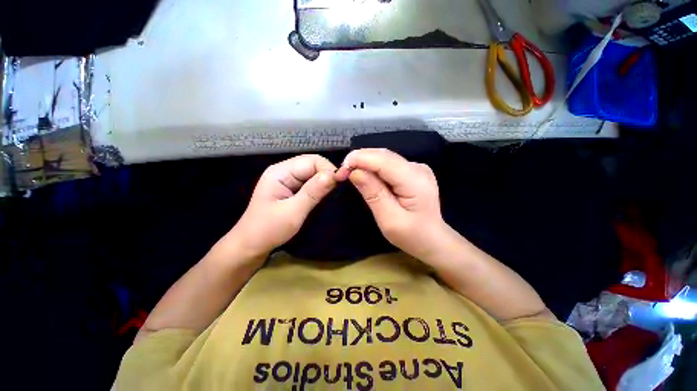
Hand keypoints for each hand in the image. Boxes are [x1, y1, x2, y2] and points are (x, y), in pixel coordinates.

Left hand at [228, 155, 336, 260]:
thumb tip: (334, 174)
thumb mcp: (293, 212)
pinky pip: (310, 183)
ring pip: (313, 174)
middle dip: (327, 175)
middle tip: (338, 191)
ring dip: (324, 182)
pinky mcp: (291, 190)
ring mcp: (287, 181)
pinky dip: (319, 188)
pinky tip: (325, 196)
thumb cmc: (268, 230)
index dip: (328, 169)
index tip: (341, 184)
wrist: (251, 246)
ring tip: (333, 194)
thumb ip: (313, 192)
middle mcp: (284, 171)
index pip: (311, 161)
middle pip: (312, 165)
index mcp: (280, 172)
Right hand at [335, 148, 448, 260]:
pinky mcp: (412, 171)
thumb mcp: (389, 220)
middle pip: (383, 155)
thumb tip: (355, 172)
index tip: (340, 172)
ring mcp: (417, 167)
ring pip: (384, 157)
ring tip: (350, 174)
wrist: (433, 239)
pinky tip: (365, 175)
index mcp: (415, 180)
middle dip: (359, 160)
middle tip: (342, 174)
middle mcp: (418, 168)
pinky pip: (388, 163)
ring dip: (364, 162)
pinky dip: (373, 167)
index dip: (359, 160)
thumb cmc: (412, 236)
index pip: (383, 160)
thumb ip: (373, 194)